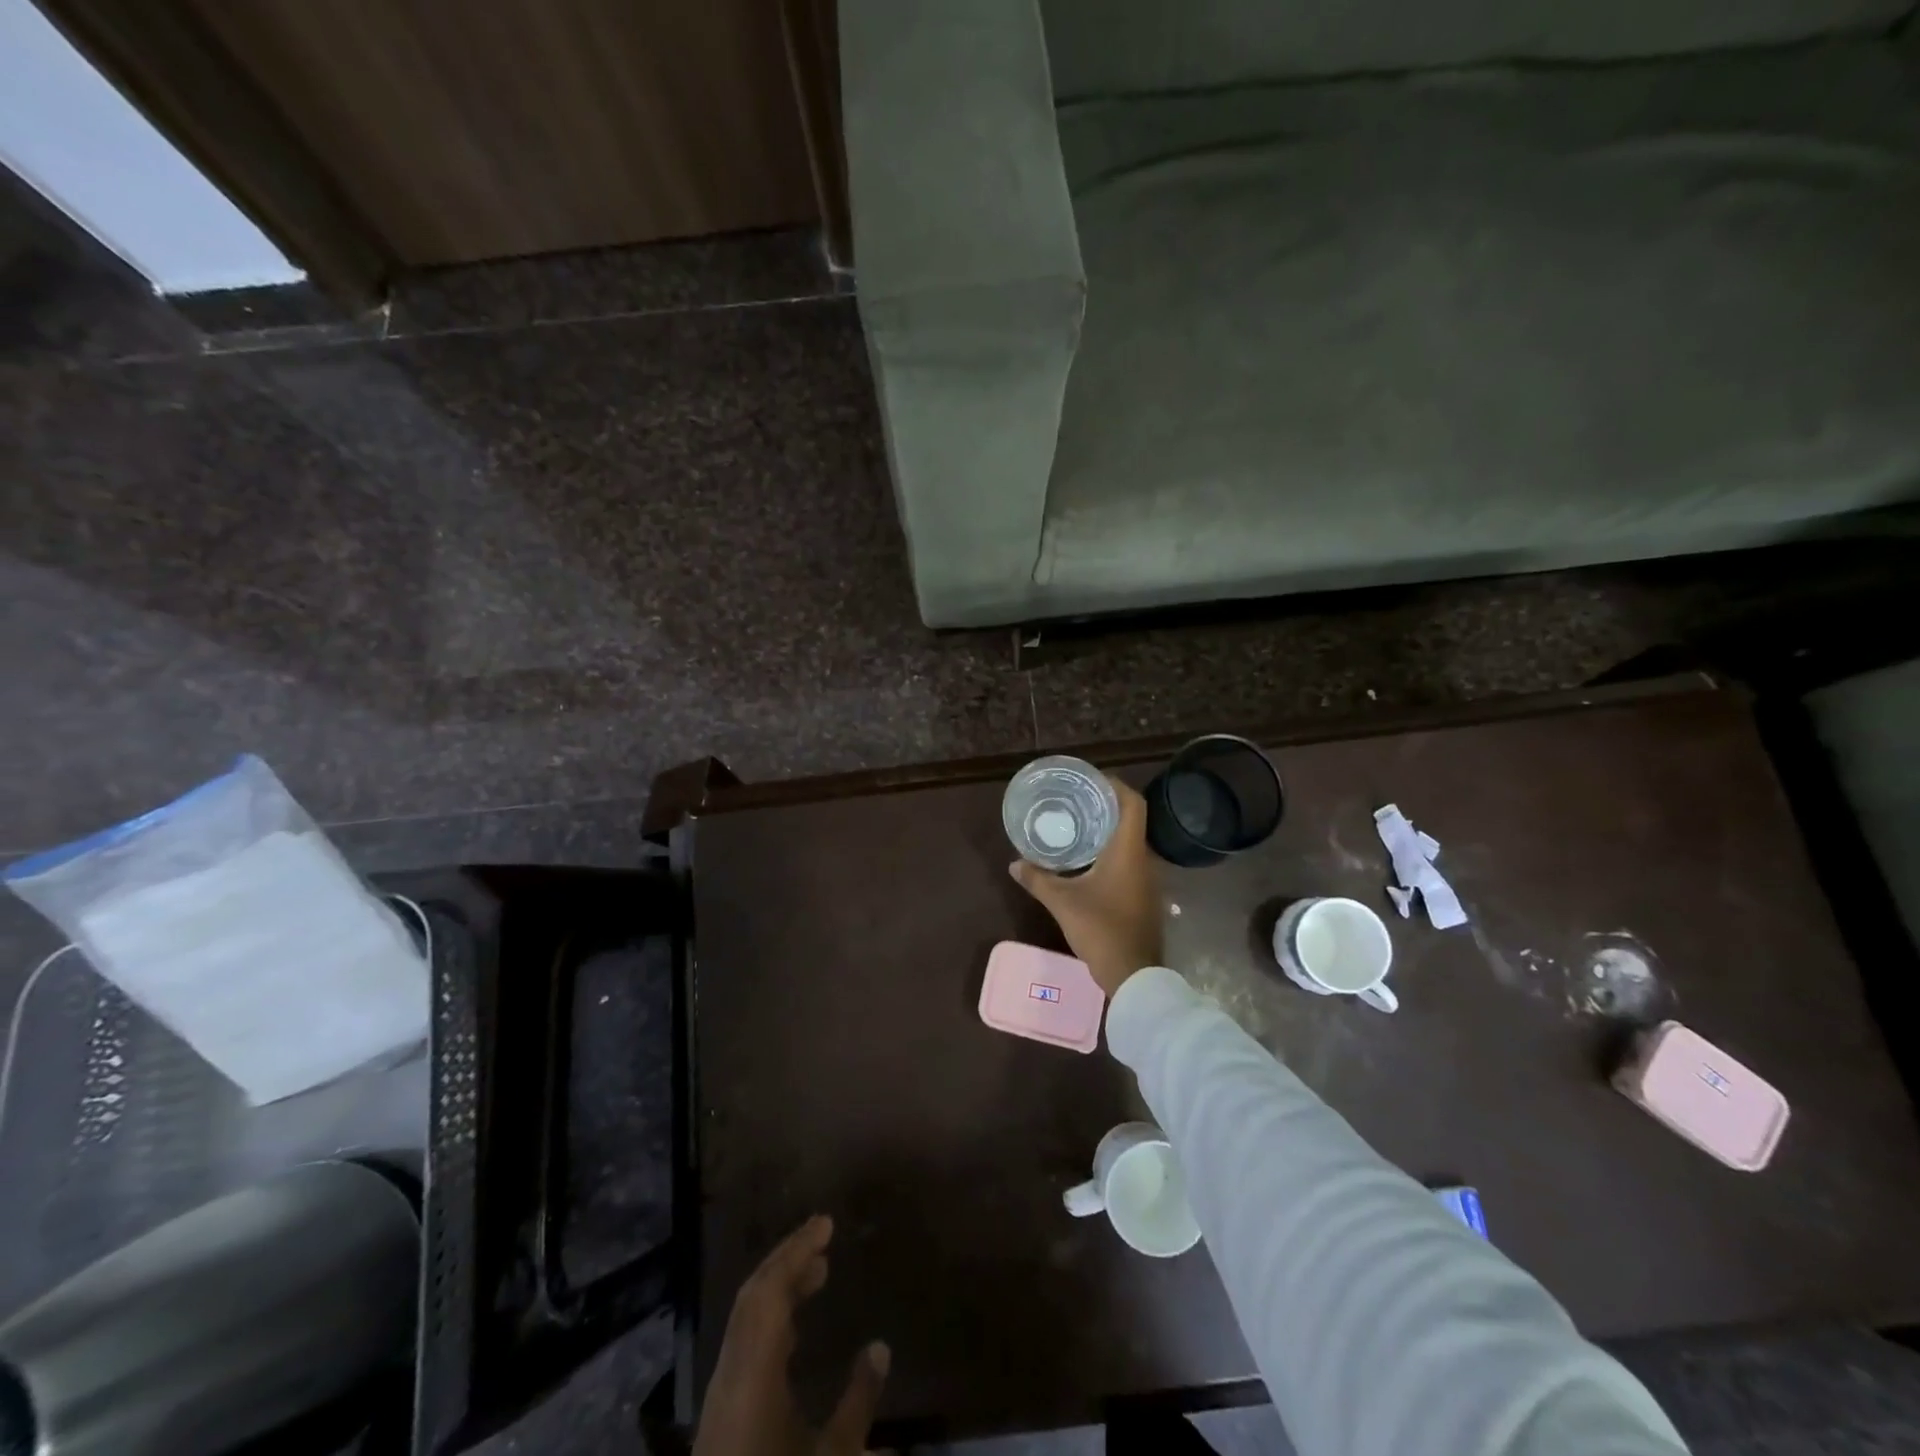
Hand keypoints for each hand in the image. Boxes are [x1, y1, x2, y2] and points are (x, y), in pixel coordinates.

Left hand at [693, 1216, 888, 1455]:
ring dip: (780, 1287)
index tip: (826, 1223)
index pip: (770, 1289)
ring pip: (746, 1319)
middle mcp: (731, 1373)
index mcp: (753, 1373)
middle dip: (788, 1260)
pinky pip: (746, 1342)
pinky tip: (795, 1328)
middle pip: (753, 1296)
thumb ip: (858, 1402)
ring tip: (817, 1273)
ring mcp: (721, 1395)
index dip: (797, 1250)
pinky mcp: (721, 1417)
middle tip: (824, 1238)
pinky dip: (771, 1318)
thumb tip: (879, 1348)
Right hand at [1009, 779, 1162, 997]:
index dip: (1114, 785)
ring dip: (1109, 830)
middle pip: (1130, 819)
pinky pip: (1130, 861)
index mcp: (1128, 851)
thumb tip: (1014, 864)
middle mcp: (1143, 859)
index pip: (1132, 803)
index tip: (1091, 780)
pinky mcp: (1144, 896)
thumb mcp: (1063, 903)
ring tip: (1079, 825)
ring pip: (1130, 841)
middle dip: (1106, 806)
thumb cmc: (1101, 929)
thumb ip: (1038, 880)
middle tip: (1076, 800)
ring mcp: (1148, 879)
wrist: (1134, 975)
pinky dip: (1112, 852)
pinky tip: (1089, 860)